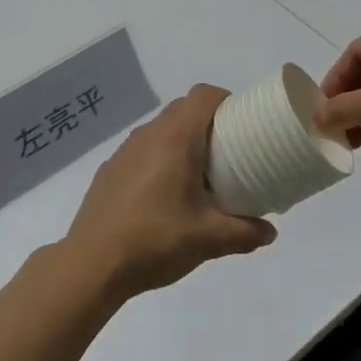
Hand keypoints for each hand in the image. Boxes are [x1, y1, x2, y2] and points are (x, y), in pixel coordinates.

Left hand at [64, 85, 275, 300]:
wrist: (91, 265)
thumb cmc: (155, 241)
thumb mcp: (209, 240)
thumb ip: (245, 233)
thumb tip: (269, 232)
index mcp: (175, 139)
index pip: (203, 95)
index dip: (226, 101)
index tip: (242, 125)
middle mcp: (148, 135)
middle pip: (183, 109)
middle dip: (208, 123)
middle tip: (228, 154)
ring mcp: (124, 152)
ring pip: (161, 130)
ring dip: (182, 142)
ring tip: (198, 178)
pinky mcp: (109, 171)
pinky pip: (142, 151)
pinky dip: (159, 160)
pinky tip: (163, 197)